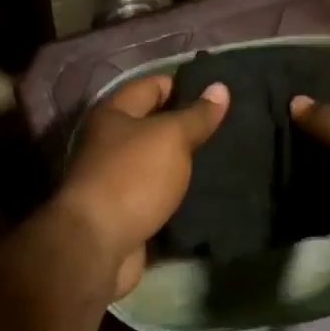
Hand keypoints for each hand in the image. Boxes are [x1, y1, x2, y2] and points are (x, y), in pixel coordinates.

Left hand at [59, 74, 228, 297]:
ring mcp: (116, 178)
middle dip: (189, 124)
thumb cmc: (132, 177)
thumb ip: (197, 115)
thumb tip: (220, 87)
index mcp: (113, 114)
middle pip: (154, 124)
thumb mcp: (170, 137)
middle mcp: (110, 141)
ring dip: (186, 160)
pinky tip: (208, 190)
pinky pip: (158, 192)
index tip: (220, 92)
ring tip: (227, 156)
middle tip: (231, 125)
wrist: (98, 246)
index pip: (152, 85)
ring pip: (158, 160)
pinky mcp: (126, 210)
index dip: (184, 84)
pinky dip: (179, 191)